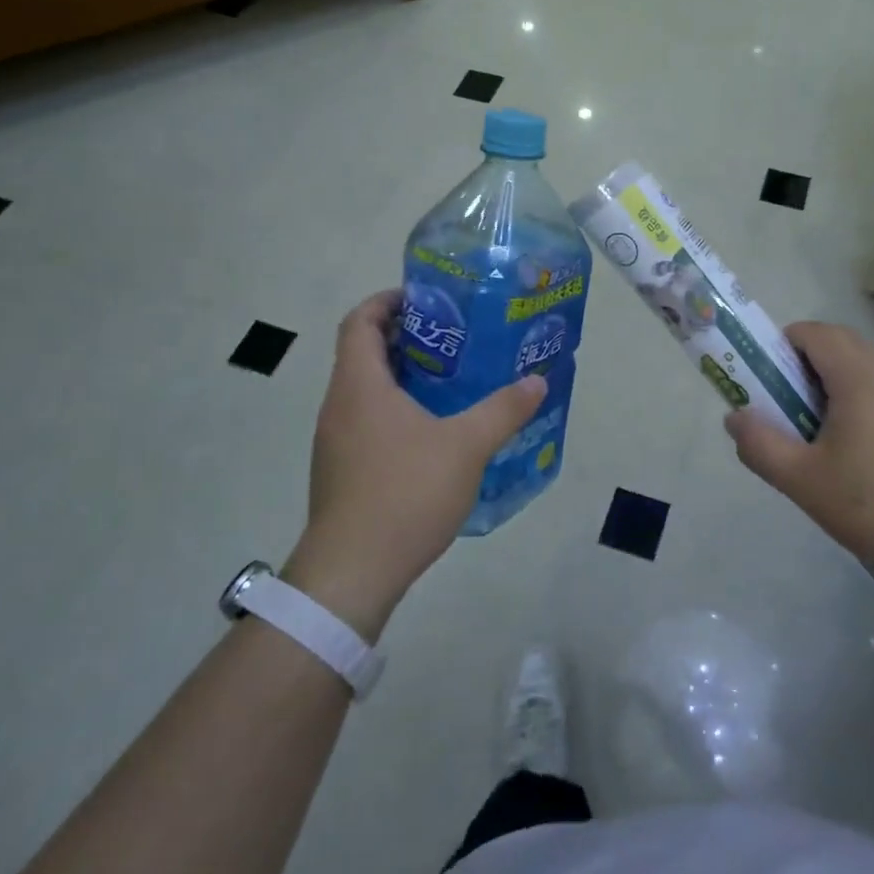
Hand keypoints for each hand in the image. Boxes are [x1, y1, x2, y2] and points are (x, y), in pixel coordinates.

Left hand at [283, 290, 545, 639]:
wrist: (351, 574)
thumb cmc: (404, 493)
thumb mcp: (466, 447)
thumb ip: (503, 410)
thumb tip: (537, 381)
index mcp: (360, 386)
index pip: (360, 321)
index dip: (388, 301)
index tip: (427, 298)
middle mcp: (339, 406)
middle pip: (364, 352)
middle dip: (407, 337)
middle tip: (455, 338)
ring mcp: (336, 441)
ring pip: (366, 389)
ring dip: (403, 376)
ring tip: (452, 380)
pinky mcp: (341, 470)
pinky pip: (367, 421)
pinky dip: (396, 410)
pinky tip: (434, 432)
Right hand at [723, 321, 873, 599]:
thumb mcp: (802, 481)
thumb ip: (760, 444)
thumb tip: (736, 417)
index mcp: (858, 376)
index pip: (814, 332)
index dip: (784, 345)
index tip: (771, 381)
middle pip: (842, 345)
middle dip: (809, 365)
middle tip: (793, 409)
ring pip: (870, 369)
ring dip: (841, 384)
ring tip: (831, 437)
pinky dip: (871, 404)